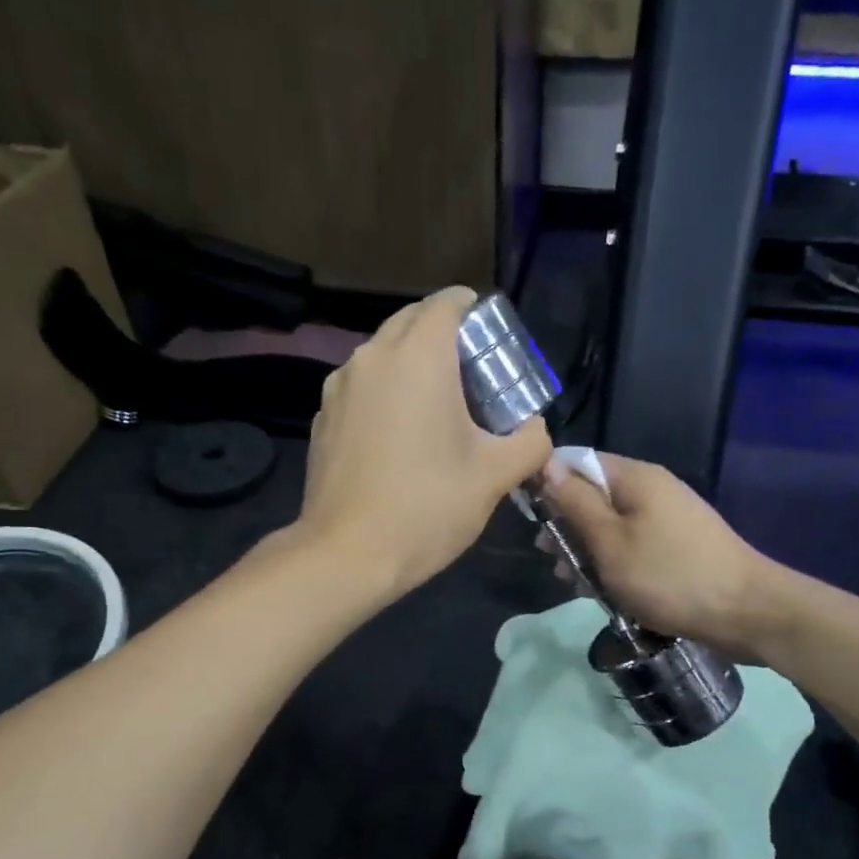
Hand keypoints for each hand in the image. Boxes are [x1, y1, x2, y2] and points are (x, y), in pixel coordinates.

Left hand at [297, 286, 550, 596]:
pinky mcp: (322, 419)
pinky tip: (399, 438)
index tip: (492, 339)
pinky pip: (361, 388)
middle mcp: (372, 357)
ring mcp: (339, 387)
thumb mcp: (495, 476)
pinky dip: (384, 395)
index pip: (447, 303)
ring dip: (411, 366)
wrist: (347, 555)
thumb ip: (529, 442)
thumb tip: (537, 430)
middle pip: (411, 323)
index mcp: (418, 357)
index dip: (474, 311)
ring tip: (437, 407)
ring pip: (382, 356)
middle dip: (443, 336)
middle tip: (473, 375)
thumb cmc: (427, 507)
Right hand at [538, 452, 770, 658]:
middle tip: (550, 558)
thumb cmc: (669, 575)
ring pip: (612, 526)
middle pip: (595, 496)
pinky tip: (601, 590)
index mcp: (636, 478)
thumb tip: (547, 465)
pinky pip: (633, 546)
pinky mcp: (678, 547)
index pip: (580, 462)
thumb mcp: (610, 541)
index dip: (550, 484)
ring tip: (572, 582)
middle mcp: (653, 490)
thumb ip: (576, 503)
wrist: (746, 612)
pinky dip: (614, 564)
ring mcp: (668, 519)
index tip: (530, 517)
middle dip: (567, 526)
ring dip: (587, 551)